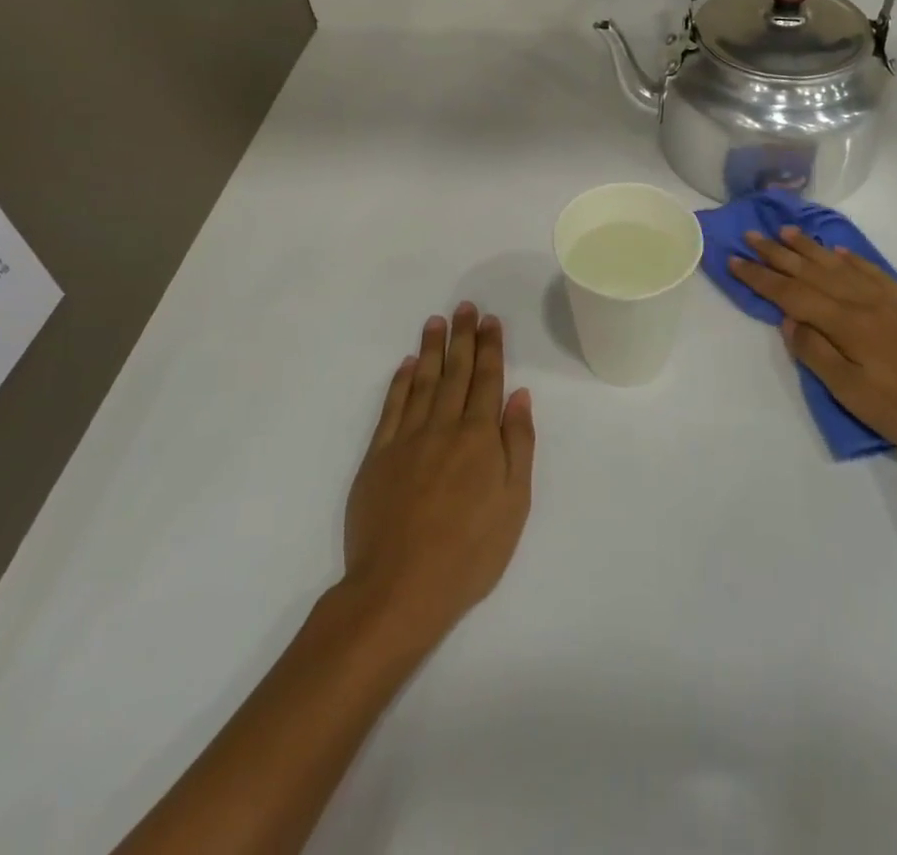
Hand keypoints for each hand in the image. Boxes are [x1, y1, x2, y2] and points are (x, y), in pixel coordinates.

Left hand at [342, 303, 535, 647]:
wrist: (400, 588)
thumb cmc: (470, 551)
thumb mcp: (514, 503)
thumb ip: (518, 444)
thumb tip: (518, 395)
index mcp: (480, 437)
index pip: (488, 380)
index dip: (490, 348)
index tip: (490, 321)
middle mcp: (444, 427)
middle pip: (456, 372)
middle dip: (462, 337)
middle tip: (464, 307)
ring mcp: (407, 439)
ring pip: (422, 381)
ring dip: (431, 349)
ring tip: (436, 322)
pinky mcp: (378, 456)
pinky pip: (391, 407)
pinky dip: (399, 382)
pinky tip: (406, 365)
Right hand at [728, 228, 896, 458]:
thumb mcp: (853, 393)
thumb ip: (817, 354)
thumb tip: (789, 321)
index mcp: (845, 323)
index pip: (791, 294)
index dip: (760, 277)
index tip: (734, 259)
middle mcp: (862, 301)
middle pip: (811, 271)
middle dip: (778, 253)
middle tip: (752, 235)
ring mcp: (889, 298)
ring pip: (838, 264)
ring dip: (809, 247)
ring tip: (786, 231)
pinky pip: (870, 269)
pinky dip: (849, 257)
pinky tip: (837, 251)